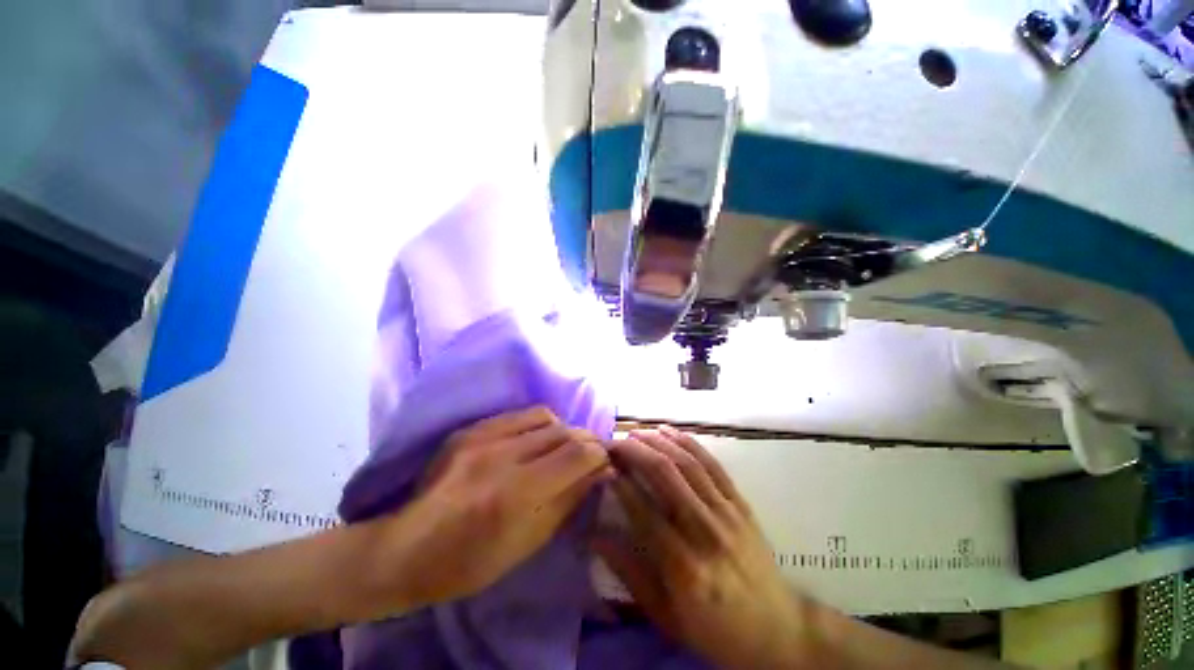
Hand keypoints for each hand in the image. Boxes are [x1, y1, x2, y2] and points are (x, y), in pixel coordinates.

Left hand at [389, 406, 612, 605]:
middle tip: (590, 454)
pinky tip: (535, 440)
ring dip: (563, 430)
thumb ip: (569, 498)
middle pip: (564, 431)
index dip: (599, 454)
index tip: (605, 462)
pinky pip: (519, 415)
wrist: (407, 547)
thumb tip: (601, 471)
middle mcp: (503, 456)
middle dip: (586, 440)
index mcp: (518, 493)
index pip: (577, 454)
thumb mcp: (530, 541)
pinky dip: (538, 425)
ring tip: (561, 447)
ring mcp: (483, 437)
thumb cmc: (472, 561)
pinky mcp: (470, 428)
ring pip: (545, 416)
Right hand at [594, 426, 810, 669]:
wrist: (778, 630)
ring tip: (635, 432)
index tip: (603, 467)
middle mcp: (705, 531)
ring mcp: (726, 513)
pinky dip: (688, 443)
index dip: (620, 484)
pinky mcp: (740, 503)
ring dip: (657, 441)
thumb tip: (595, 538)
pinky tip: (669, 431)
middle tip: (613, 443)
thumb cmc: (716, 629)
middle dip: (634, 452)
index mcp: (684, 567)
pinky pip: (712, 464)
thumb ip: (630, 574)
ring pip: (687, 463)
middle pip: (665, 475)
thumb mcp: (667, 617)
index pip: (643, 511)